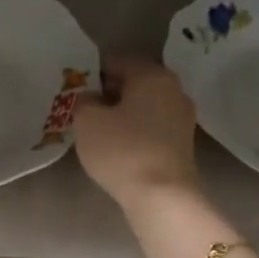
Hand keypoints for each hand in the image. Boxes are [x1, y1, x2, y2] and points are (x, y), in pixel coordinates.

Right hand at [73, 56, 200, 207]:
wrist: (162, 196)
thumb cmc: (122, 150)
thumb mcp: (86, 120)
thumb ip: (84, 100)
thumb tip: (92, 98)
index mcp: (152, 74)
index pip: (116, 61)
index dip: (91, 74)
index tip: (75, 92)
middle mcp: (173, 89)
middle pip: (134, 82)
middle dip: (109, 93)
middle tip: (85, 111)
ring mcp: (183, 116)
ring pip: (144, 105)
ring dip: (123, 113)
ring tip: (99, 131)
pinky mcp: (183, 142)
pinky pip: (153, 126)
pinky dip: (136, 131)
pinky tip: (119, 147)